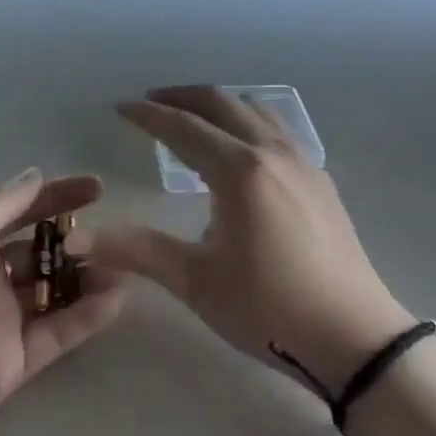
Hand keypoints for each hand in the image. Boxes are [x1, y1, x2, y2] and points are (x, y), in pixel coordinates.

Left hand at [0, 170, 124, 435]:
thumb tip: (34, 175)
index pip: (18, 208)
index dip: (56, 195)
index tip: (98, 187)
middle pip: (41, 250)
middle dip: (76, 239)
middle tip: (115, 236)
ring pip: (55, 291)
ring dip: (89, 277)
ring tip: (127, 266)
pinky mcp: (11, 365)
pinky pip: (57, 334)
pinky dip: (87, 317)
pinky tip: (117, 299)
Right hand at [92, 86, 414, 395]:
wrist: (355, 338)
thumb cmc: (268, 308)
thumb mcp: (195, 280)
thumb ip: (137, 250)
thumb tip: (80, 239)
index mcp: (239, 170)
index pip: (183, 127)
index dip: (148, 115)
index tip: (121, 108)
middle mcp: (271, 151)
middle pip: (220, 103)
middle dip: (181, 97)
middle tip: (151, 103)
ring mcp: (302, 162)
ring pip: (254, 110)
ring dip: (217, 104)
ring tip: (192, 118)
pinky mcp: (319, 179)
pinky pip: (276, 128)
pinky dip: (245, 121)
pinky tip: (239, 149)